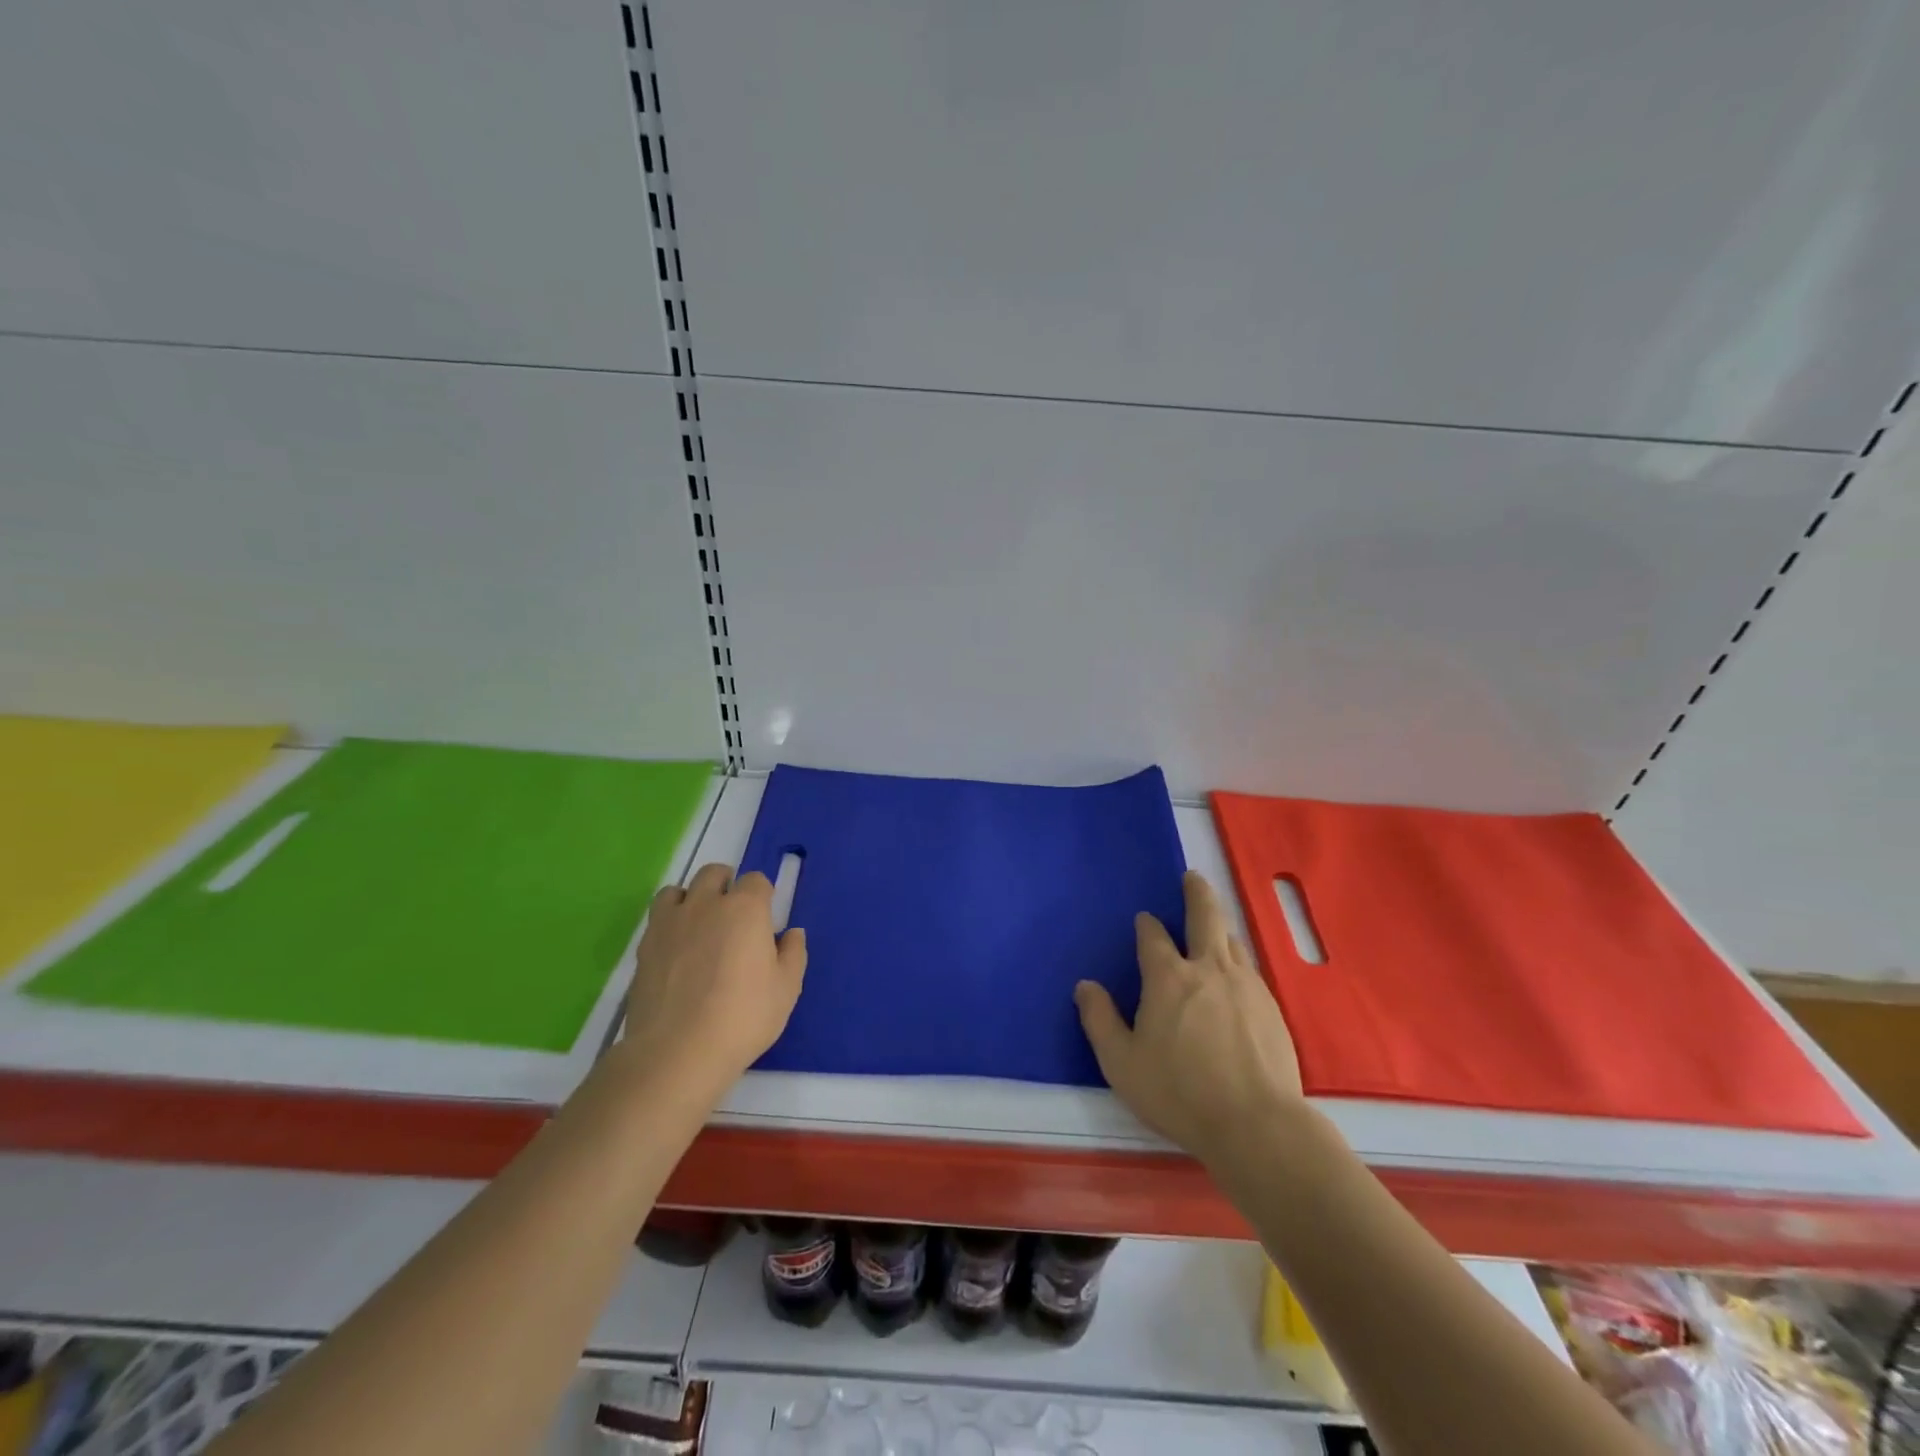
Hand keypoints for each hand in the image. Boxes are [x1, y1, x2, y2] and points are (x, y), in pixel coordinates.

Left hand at [622, 864, 806, 1093]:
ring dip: (692, 898)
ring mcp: (670, 922)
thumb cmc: (743, 1017)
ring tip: (700, 924)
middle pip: (714, 874)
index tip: (765, 918)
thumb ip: (793, 954)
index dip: (763, 896)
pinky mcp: (645, 945)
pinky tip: (677, 948)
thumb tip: (791, 934)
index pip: (756, 881)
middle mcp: (706, 904)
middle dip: (726, 884)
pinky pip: (658, 916)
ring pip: (679, 889)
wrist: (677, 1052)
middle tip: (734, 915)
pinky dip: (669, 922)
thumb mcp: (786, 989)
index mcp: (746, 909)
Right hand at [1075, 871, 1304, 1166]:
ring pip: (1231, 940)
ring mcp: (1245, 985)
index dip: (1147, 926)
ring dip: (1219, 925)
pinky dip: (1237, 958)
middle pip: (1205, 916)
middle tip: (1192, 877)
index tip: (1144, 921)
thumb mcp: (1122, 1062)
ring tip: (1214, 923)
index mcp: (1168, 978)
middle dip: (1196, 893)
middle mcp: (1208, 969)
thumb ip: (1100, 1020)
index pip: (1154, 937)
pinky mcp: (1271, 1007)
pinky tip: (1236, 973)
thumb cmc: (1179, 1092)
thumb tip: (1085, 986)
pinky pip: (1250, 968)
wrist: (1256, 1123)